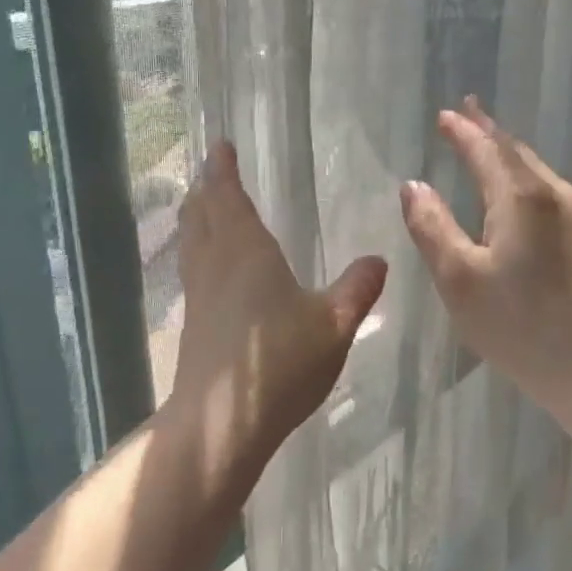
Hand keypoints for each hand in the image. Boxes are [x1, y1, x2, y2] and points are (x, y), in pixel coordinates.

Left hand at [170, 142, 387, 478]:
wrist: (222, 425)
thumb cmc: (279, 363)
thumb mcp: (334, 324)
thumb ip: (357, 289)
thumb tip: (379, 259)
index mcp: (247, 251)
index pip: (228, 196)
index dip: (223, 169)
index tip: (220, 146)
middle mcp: (216, 264)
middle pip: (201, 214)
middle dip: (206, 189)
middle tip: (211, 170)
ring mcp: (199, 295)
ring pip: (192, 241)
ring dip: (197, 217)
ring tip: (204, 206)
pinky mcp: (193, 323)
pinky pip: (193, 268)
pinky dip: (197, 249)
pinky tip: (211, 267)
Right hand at [399, 98, 571, 400]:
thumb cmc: (520, 325)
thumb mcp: (459, 279)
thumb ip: (432, 227)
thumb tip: (413, 185)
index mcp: (521, 197)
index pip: (486, 148)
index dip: (463, 130)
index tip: (445, 113)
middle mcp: (555, 194)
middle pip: (516, 151)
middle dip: (488, 131)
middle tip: (467, 112)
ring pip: (537, 170)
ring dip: (509, 152)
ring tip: (488, 143)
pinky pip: (549, 190)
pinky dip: (525, 176)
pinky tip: (520, 189)